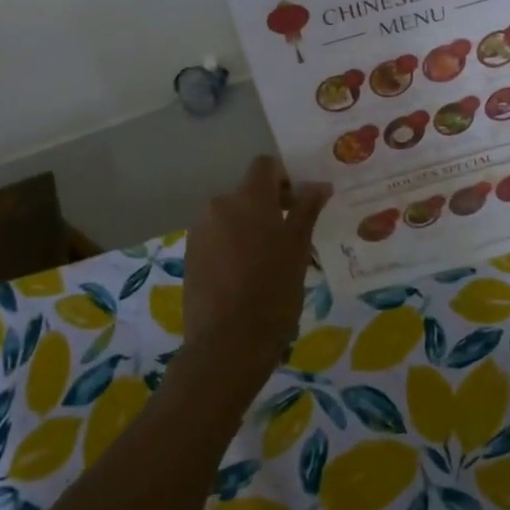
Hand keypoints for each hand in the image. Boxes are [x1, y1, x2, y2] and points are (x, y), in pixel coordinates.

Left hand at [181, 157, 330, 387]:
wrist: (227, 344)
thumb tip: (319, 184)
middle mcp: (219, 206)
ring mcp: (200, 232)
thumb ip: (307, 210)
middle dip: (271, 207)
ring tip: (270, 262)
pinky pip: (218, 238)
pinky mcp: (190, 256)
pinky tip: (247, 277)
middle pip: (248, 193)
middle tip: (293, 237)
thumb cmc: (273, 292)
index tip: (301, 203)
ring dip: (252, 228)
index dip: (286, 178)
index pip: (265, 166)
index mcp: (248, 199)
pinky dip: (234, 247)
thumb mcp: (299, 249)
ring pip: (233, 217)